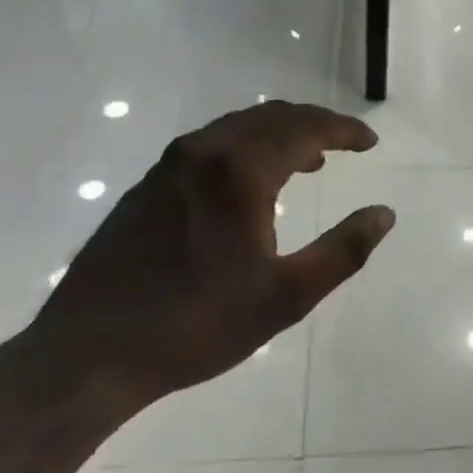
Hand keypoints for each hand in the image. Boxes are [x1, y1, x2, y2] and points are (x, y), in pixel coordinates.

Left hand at [27, 100, 394, 413]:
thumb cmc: (196, 325)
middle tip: (345, 144)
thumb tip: (384, 214)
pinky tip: (250, 183)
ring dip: (279, 134)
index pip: (305, 128)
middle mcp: (203, 153)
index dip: (344, 130)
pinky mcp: (146, 186)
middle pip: (271, 117)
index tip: (370, 141)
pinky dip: (245, 147)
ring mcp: (169, 167)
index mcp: (239, 172)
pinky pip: (210, 145)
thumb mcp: (285, 296)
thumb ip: (343, 251)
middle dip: (314, 124)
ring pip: (237, 127)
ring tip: (308, 161)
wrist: (88, 354)